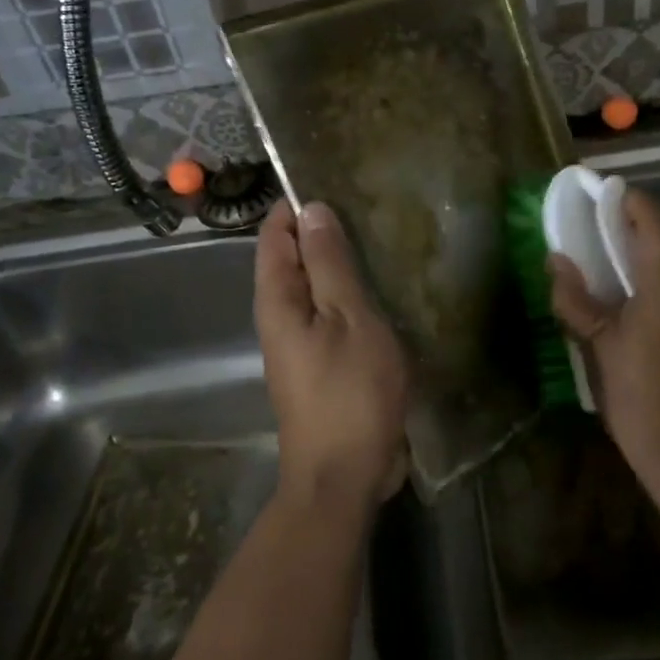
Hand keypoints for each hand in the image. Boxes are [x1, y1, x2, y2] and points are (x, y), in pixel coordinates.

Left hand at [255, 200, 409, 507]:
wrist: (343, 475)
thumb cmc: (349, 392)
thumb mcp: (348, 318)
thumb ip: (330, 263)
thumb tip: (311, 209)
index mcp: (277, 299)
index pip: (276, 234)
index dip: (299, 205)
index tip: (340, 184)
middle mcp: (279, 316)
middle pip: (294, 258)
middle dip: (325, 232)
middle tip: (372, 209)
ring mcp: (300, 342)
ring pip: (316, 287)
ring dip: (342, 265)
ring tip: (382, 241)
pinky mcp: (322, 362)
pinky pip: (331, 314)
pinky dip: (351, 296)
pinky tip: (383, 289)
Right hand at [548, 188, 659, 485]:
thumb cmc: (639, 393)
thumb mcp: (597, 344)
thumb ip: (575, 298)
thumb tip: (556, 261)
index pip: (651, 217)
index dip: (625, 199)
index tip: (595, 195)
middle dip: (625, 231)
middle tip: (586, 236)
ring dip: (638, 261)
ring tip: (600, 273)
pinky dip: (651, 286)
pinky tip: (626, 309)